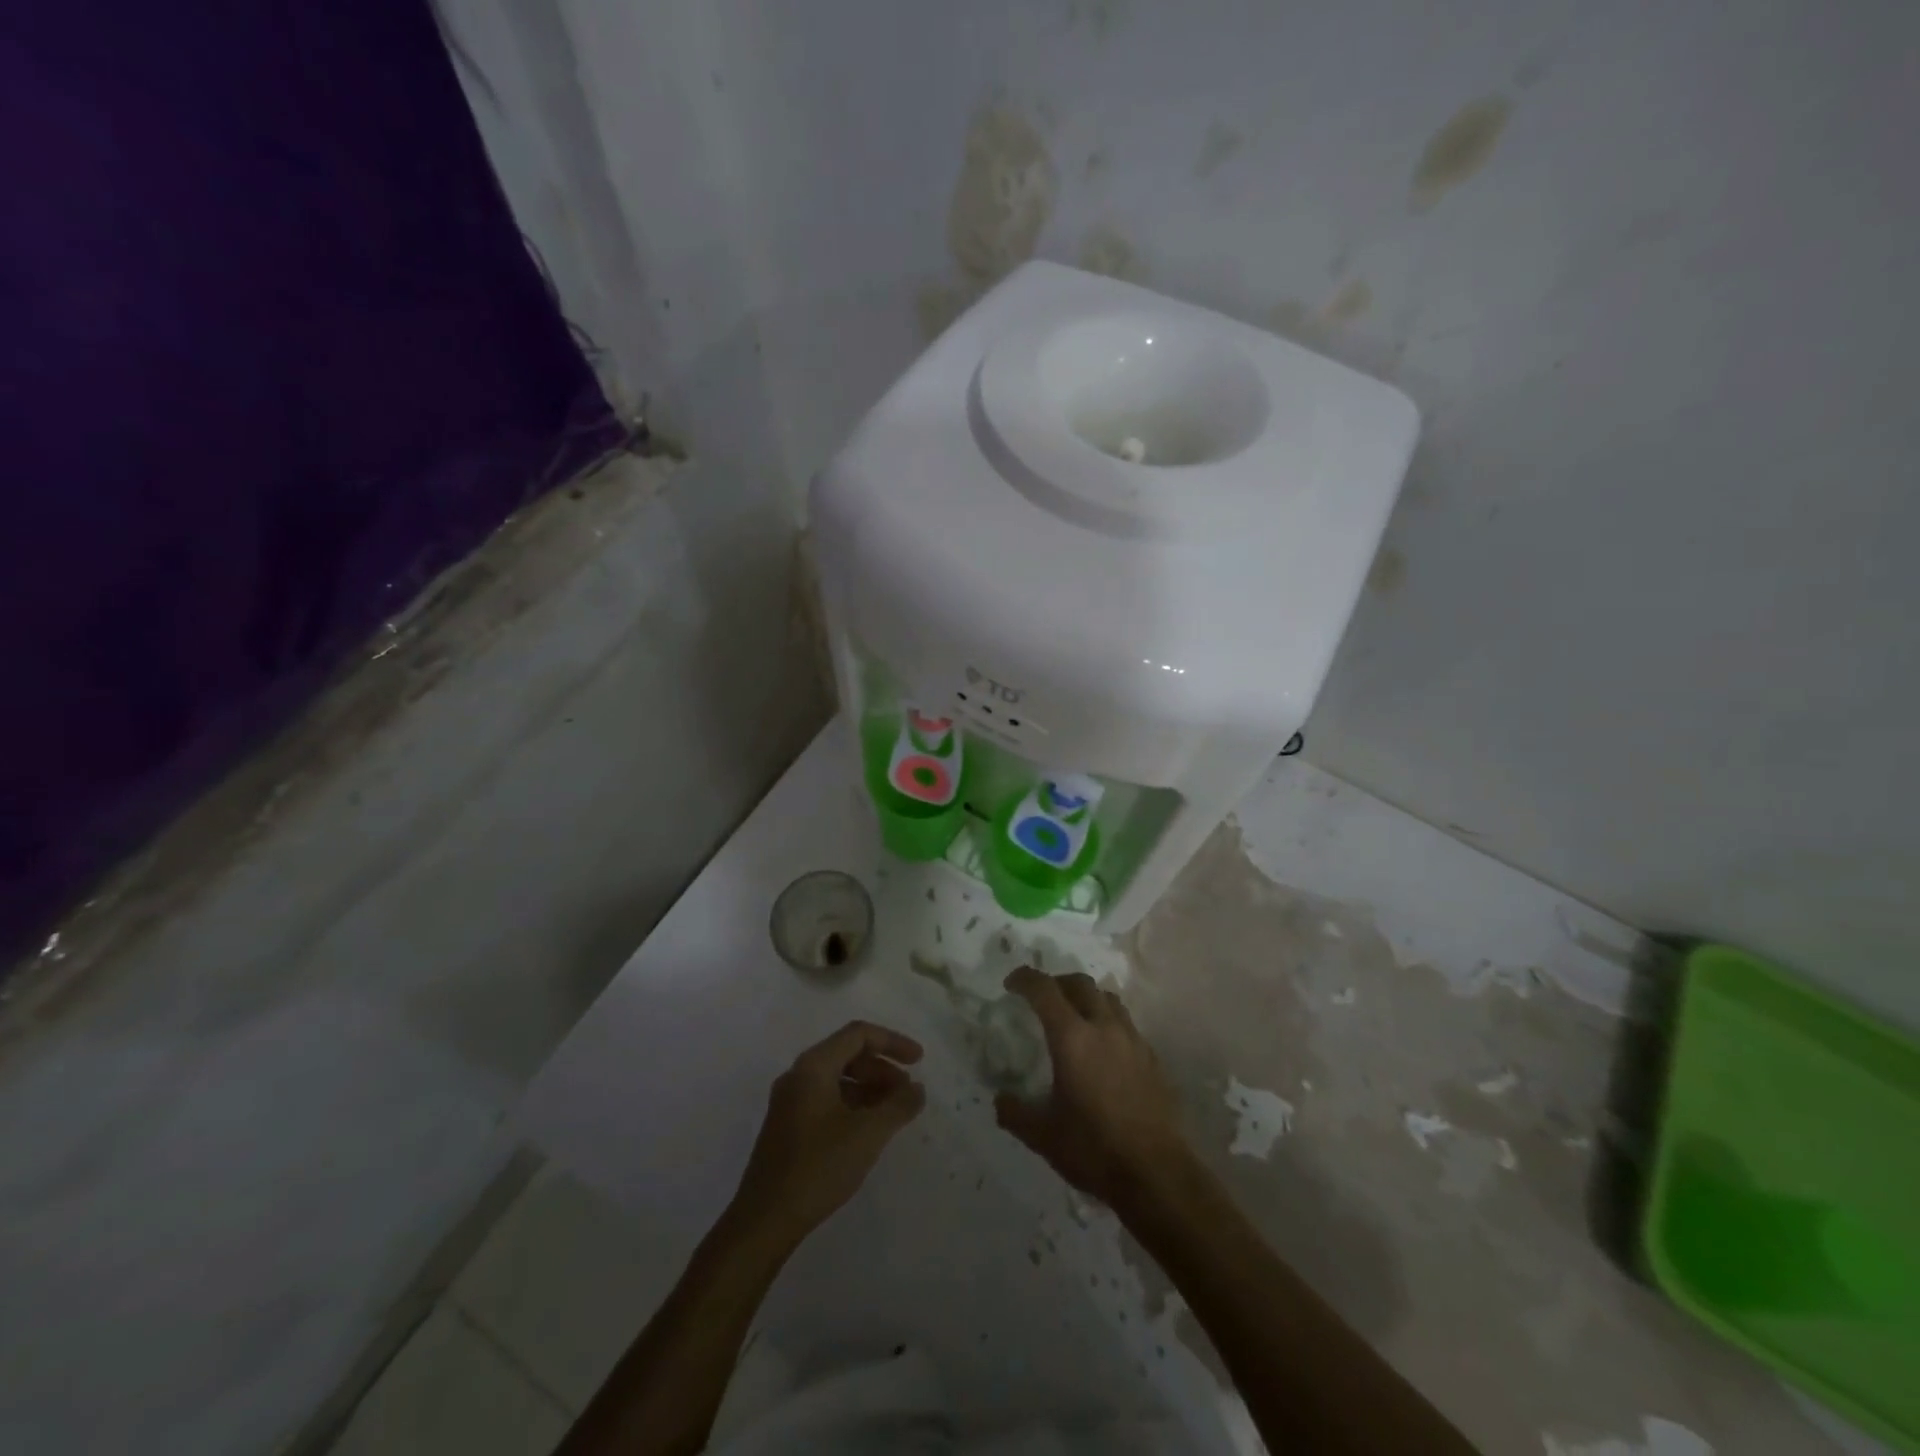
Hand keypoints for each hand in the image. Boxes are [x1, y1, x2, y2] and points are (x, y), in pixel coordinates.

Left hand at [731, 1021, 925, 1243]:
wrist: (764, 1220)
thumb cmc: (818, 1167)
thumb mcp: (867, 1134)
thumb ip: (898, 1106)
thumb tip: (917, 1089)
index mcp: (813, 1066)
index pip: (858, 1035)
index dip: (893, 1042)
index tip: (919, 1061)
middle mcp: (798, 1075)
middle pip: (848, 1054)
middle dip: (882, 1068)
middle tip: (908, 1091)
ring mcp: (790, 1101)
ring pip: (837, 1078)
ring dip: (869, 1088)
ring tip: (894, 1112)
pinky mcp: (788, 1126)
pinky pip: (827, 1099)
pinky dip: (853, 1104)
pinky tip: (868, 1129)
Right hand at [994, 967, 1192, 1206]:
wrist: (1157, 1174)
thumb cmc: (1094, 1149)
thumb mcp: (1043, 1136)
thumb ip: (1015, 1113)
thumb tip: (1000, 1099)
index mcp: (1072, 1037)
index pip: (1044, 989)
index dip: (1025, 979)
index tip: (1011, 984)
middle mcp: (1104, 1027)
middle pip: (1080, 983)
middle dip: (1057, 982)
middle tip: (1042, 998)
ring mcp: (1132, 1040)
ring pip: (1107, 998)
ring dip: (1086, 997)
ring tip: (1074, 1017)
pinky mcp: (1152, 1057)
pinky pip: (1126, 1023)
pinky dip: (1108, 1021)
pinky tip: (1103, 1049)